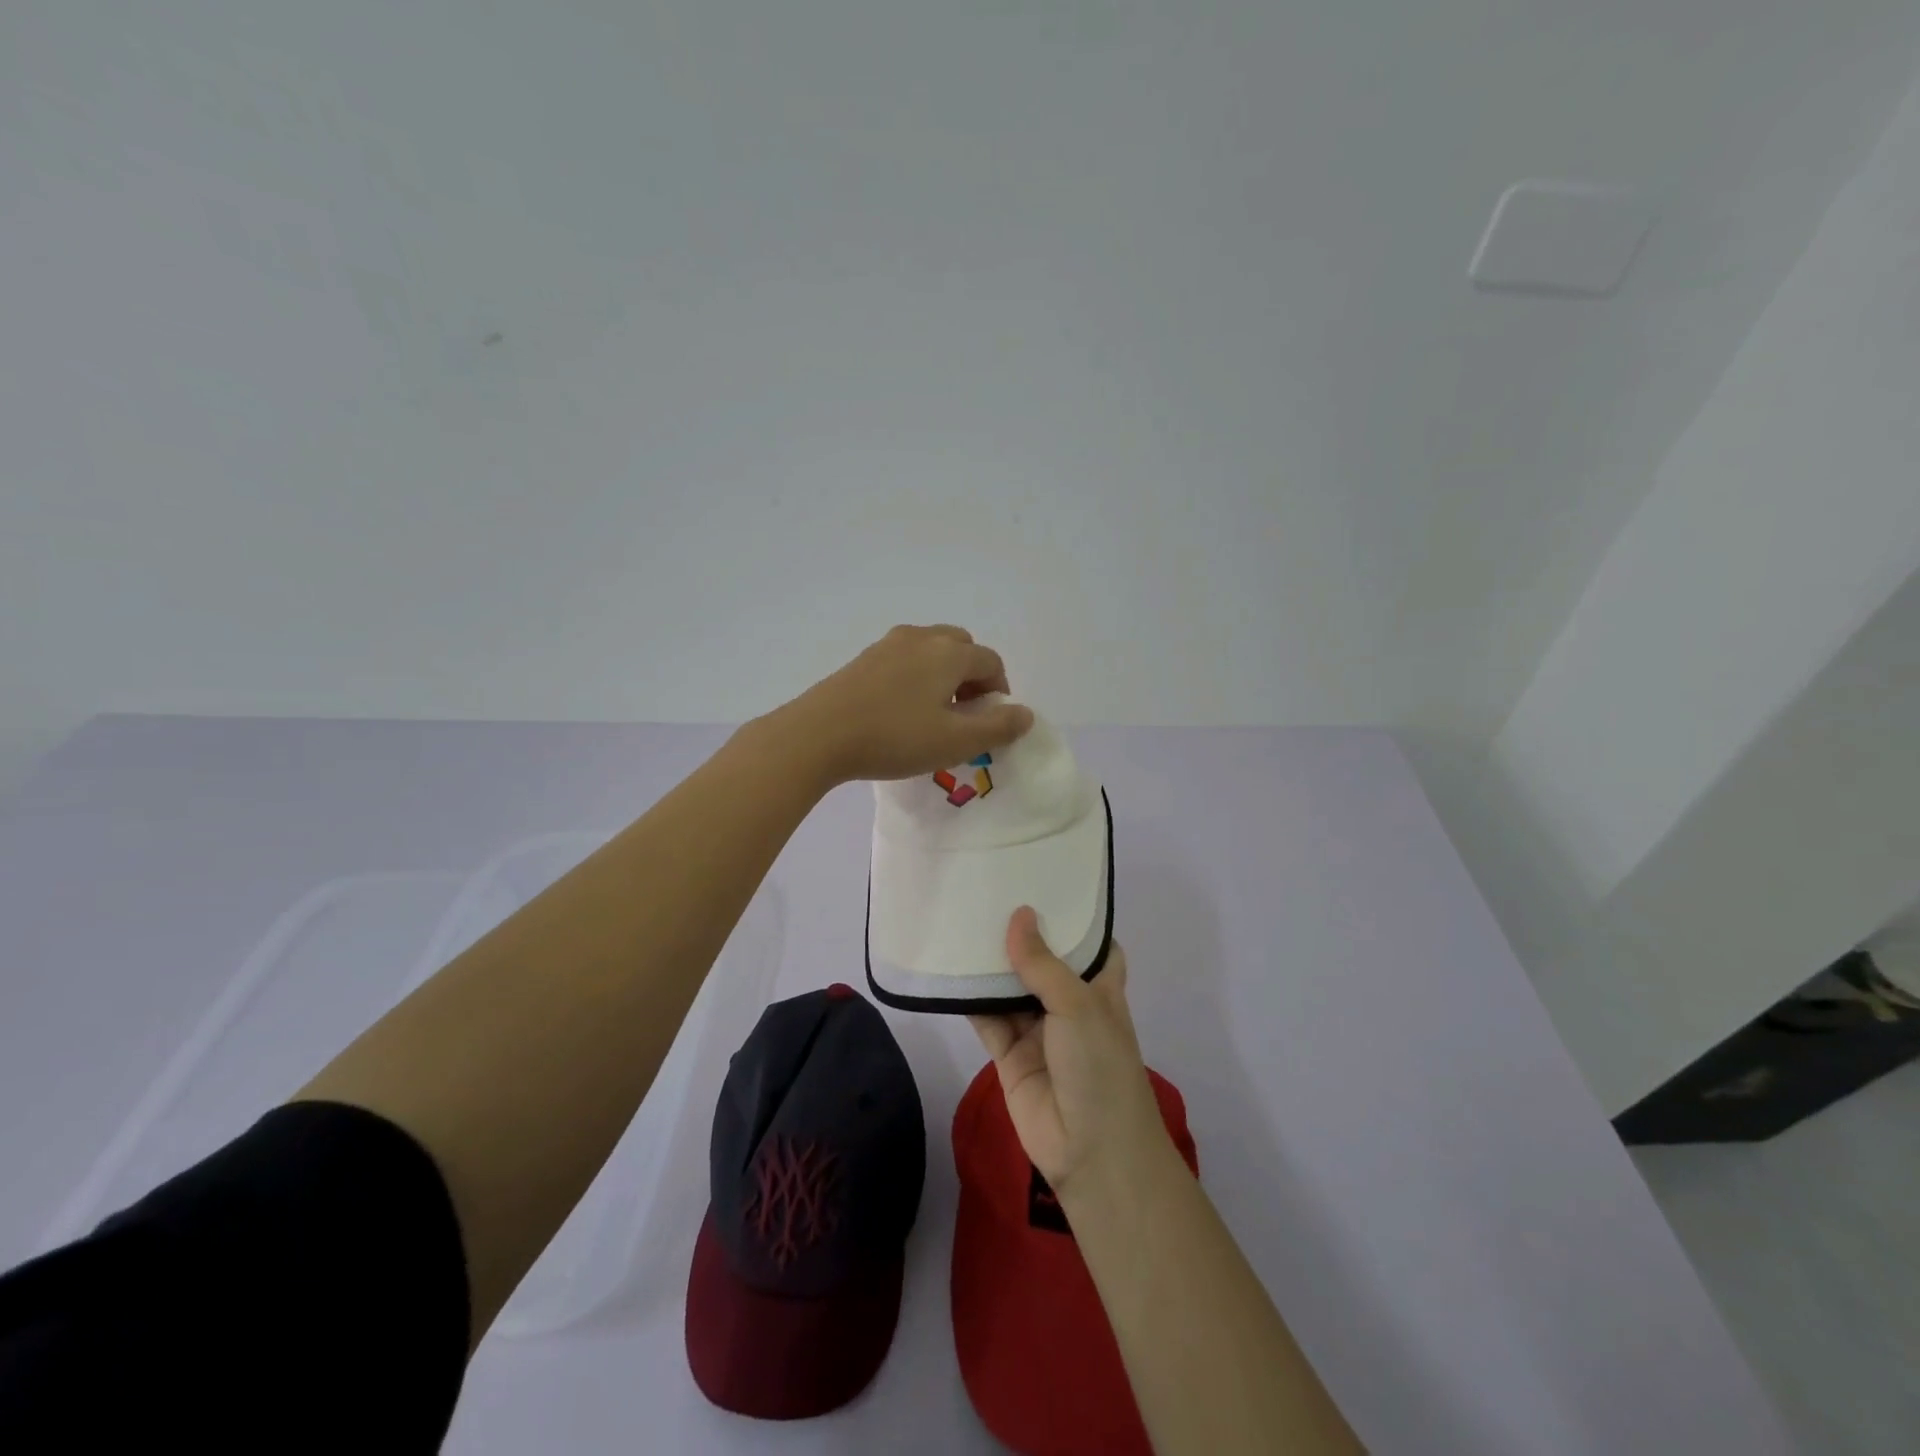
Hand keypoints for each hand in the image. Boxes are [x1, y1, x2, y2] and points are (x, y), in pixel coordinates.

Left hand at [775, 625, 1034, 786]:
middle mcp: (922, 637)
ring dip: (943, 675)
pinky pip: (904, 659)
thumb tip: (1026, 714)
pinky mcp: (863, 658)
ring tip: (933, 713)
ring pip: (931, 651)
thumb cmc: (895, 738)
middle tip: (964, 714)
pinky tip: (901, 710)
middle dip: (972, 677)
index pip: (991, 662)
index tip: (990, 722)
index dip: (999, 691)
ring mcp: (888, 644)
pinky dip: (916, 676)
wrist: (819, 734)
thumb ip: (997, 727)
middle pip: (962, 647)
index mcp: (949, 652)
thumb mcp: (955, 742)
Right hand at [970, 908, 1172, 1203]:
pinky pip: (987, 1019)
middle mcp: (1069, 1004)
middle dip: (1021, 934)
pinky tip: (949, 969)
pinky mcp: (1009, 1054)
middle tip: (989, 891)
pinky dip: (970, 999)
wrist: (1092, 1152)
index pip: (1090, 944)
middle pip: (1042, 962)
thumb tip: (1018, 914)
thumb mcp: (1079, 1005)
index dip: (1071, 917)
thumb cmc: (1100, 1066)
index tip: (1045, 883)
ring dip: (991, 964)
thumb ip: (1043, 963)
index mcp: (1099, 987)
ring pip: (1010, 988)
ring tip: (963, 919)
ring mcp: (1038, 1030)